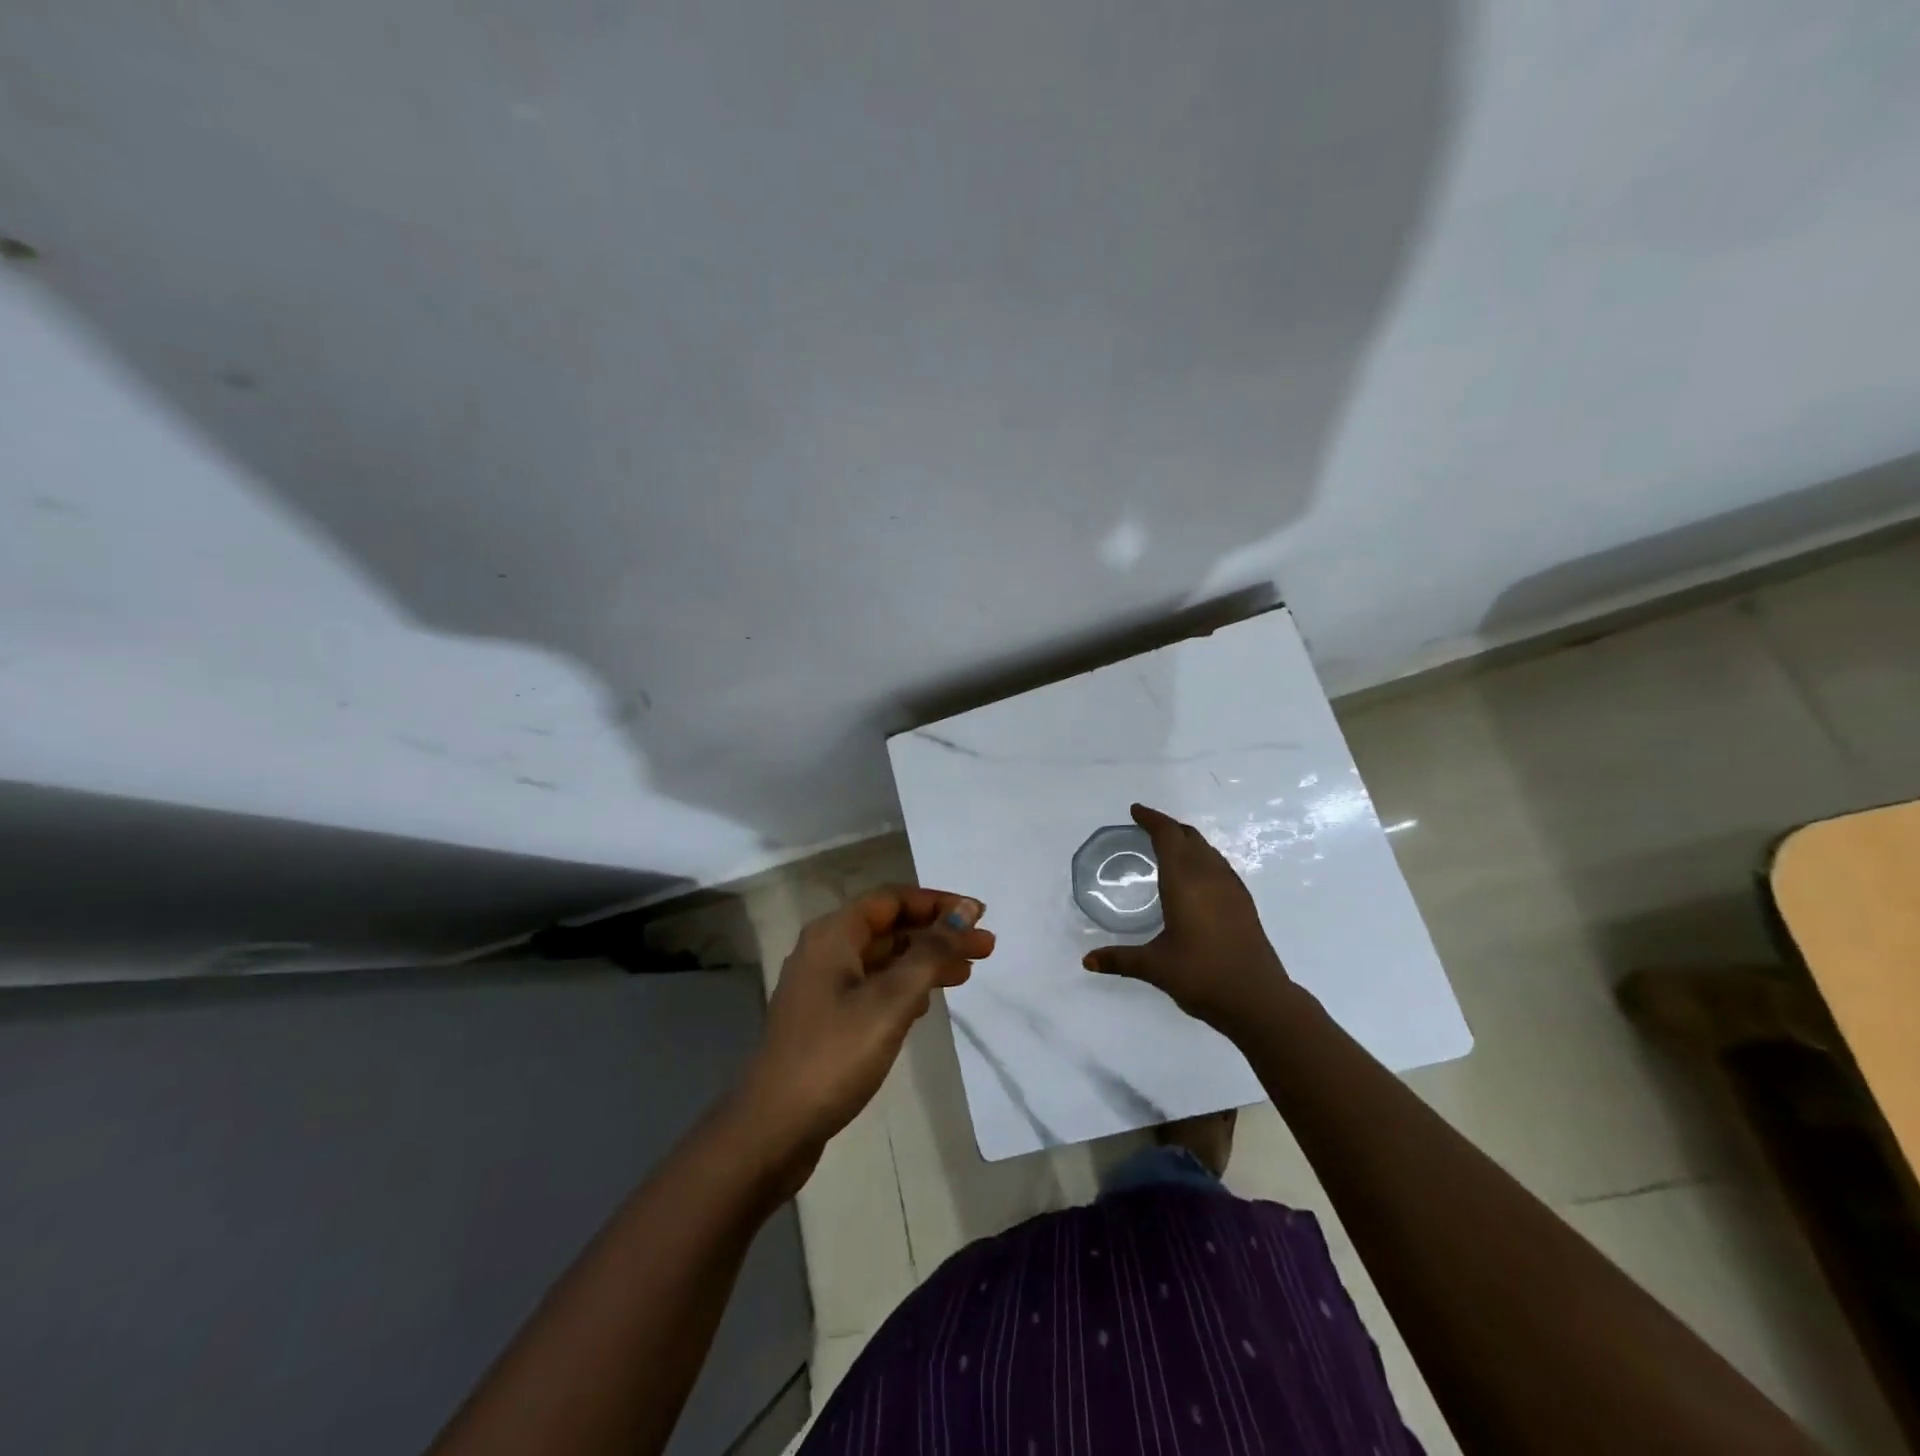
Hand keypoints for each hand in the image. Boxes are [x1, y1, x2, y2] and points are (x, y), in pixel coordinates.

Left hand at [737, 887, 993, 1179]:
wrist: (773, 1128)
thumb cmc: (835, 1054)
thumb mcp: (891, 999)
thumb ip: (931, 952)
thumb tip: (966, 911)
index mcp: (834, 934)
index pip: (893, 899)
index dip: (938, 903)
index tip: (978, 916)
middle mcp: (825, 950)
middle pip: (890, 927)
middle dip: (938, 934)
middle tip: (985, 949)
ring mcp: (822, 987)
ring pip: (883, 959)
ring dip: (925, 961)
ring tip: (966, 975)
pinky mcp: (825, 1019)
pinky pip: (873, 986)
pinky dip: (904, 987)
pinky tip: (927, 1004)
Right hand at [1082, 803, 1291, 1033]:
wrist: (1259, 1000)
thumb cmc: (1203, 977)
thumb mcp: (1155, 967)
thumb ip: (1120, 959)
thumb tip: (1087, 961)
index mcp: (1185, 882)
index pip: (1168, 836)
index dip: (1151, 819)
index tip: (1135, 811)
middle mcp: (1210, 877)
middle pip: (1189, 837)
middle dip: (1167, 826)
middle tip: (1146, 827)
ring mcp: (1231, 888)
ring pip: (1207, 849)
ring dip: (1187, 840)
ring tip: (1168, 847)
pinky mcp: (1244, 902)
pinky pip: (1219, 864)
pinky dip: (1202, 857)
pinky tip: (1196, 876)